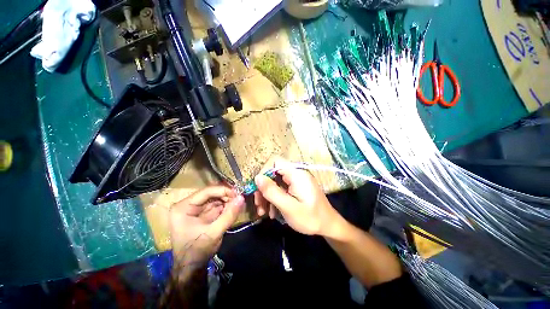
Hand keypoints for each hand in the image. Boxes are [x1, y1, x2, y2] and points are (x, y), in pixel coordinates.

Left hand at [169, 185, 244, 267]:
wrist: (191, 268)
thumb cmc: (197, 251)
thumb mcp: (214, 233)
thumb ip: (229, 215)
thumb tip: (242, 198)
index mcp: (183, 207)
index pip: (206, 192)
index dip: (223, 191)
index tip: (238, 194)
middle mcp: (188, 205)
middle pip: (211, 194)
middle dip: (226, 196)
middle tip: (239, 199)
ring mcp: (195, 209)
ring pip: (215, 199)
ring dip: (227, 201)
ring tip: (238, 204)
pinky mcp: (202, 214)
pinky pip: (216, 206)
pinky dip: (226, 207)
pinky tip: (233, 209)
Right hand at [254, 156, 341, 235]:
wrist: (328, 225)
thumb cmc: (311, 218)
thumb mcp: (289, 207)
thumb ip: (272, 192)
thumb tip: (257, 177)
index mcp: (296, 173)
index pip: (275, 161)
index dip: (264, 171)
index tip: (258, 188)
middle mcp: (296, 173)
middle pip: (273, 172)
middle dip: (263, 188)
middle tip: (259, 205)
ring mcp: (295, 180)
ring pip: (274, 181)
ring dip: (267, 195)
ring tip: (263, 212)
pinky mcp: (295, 187)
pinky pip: (280, 188)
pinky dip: (274, 198)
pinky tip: (272, 212)